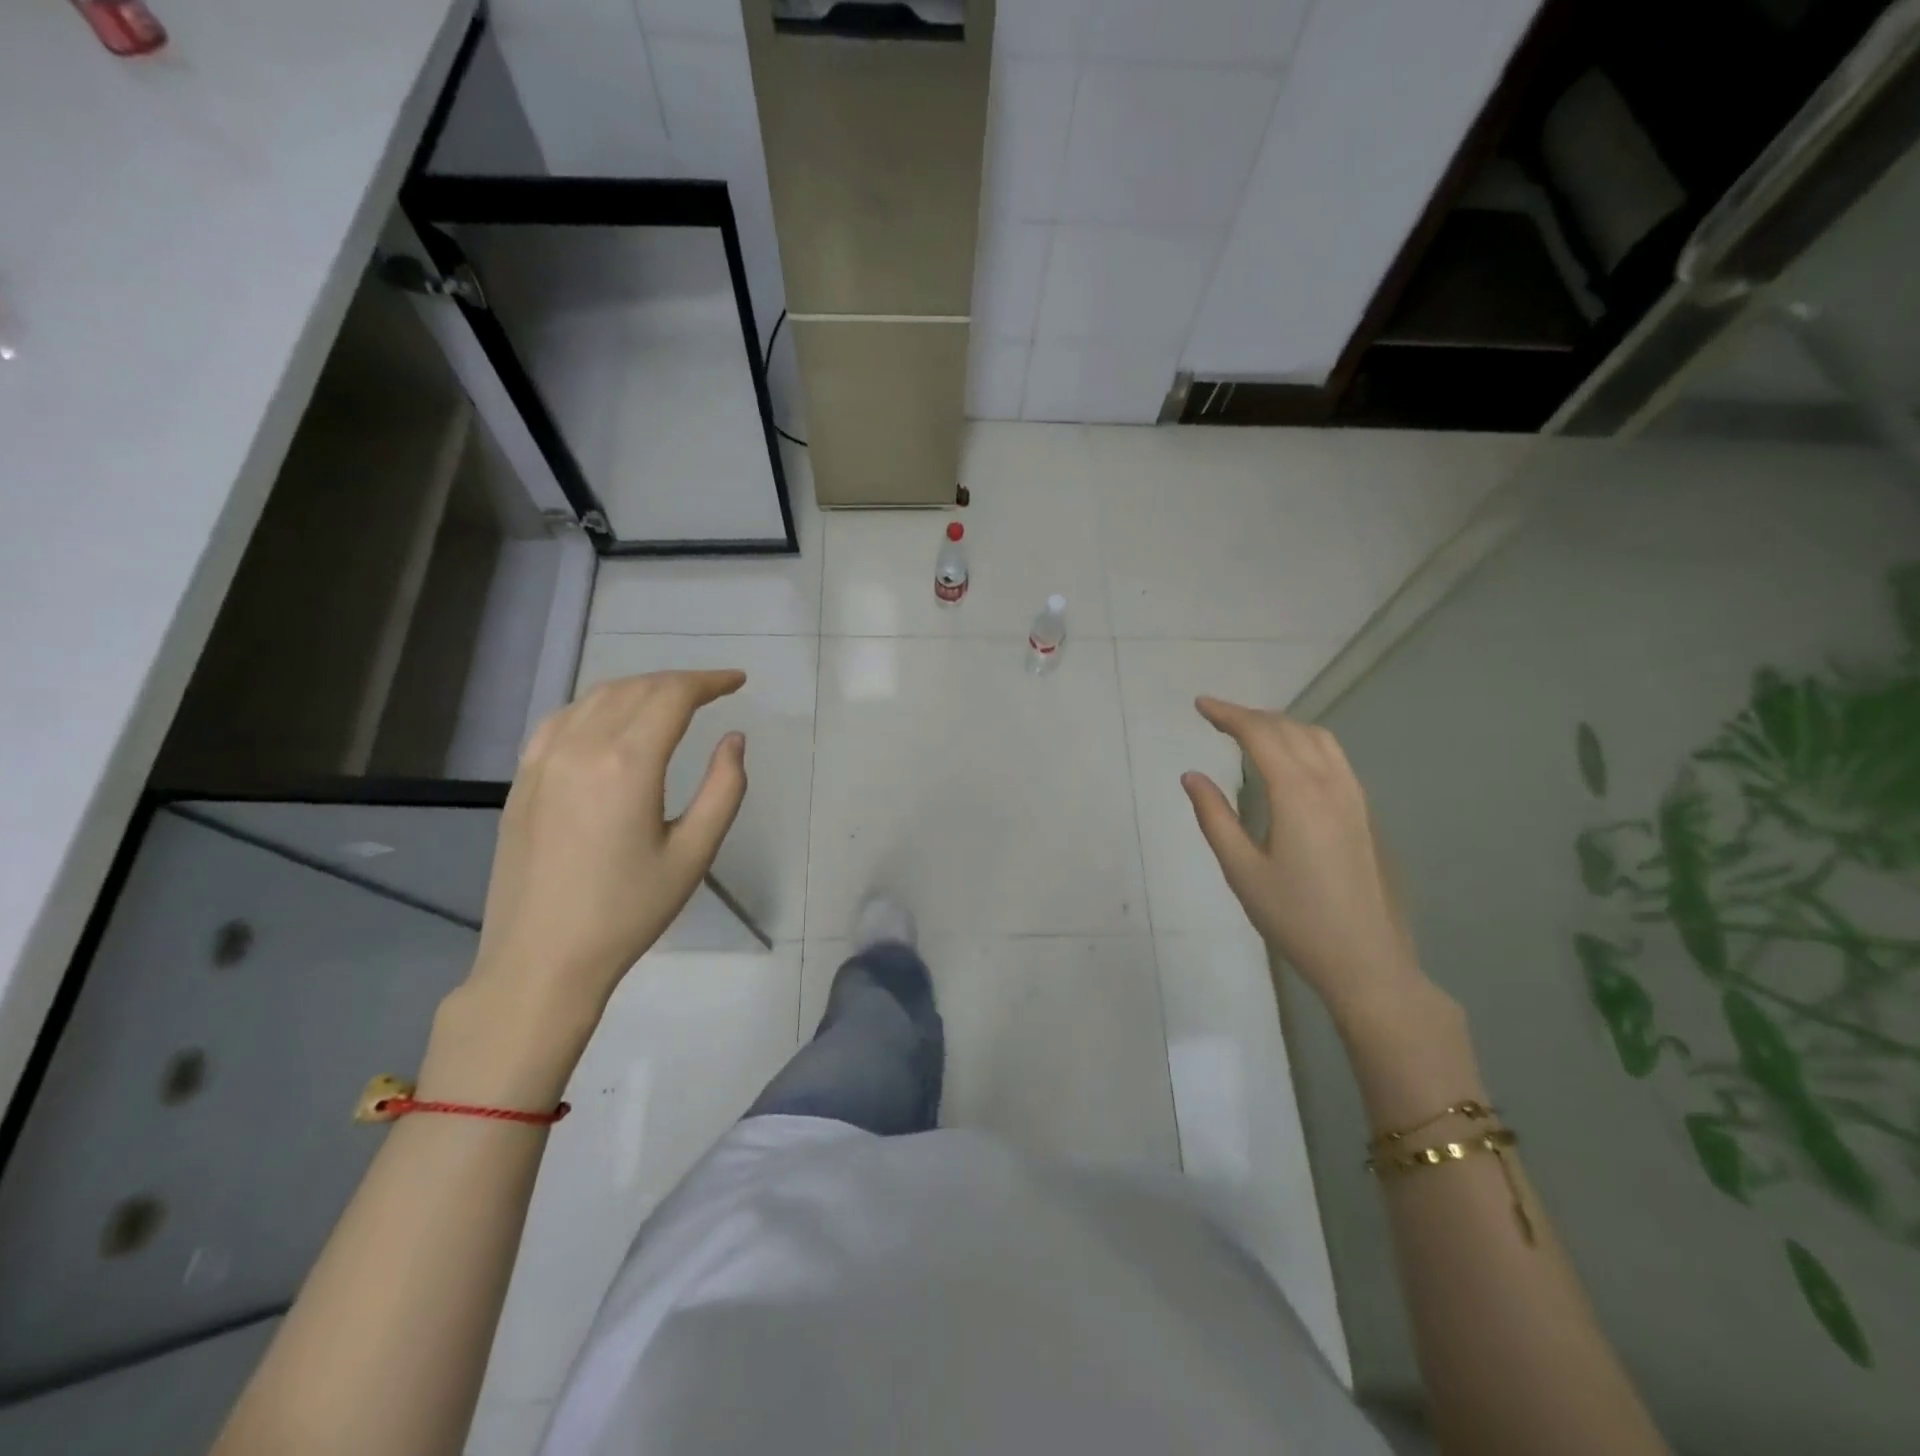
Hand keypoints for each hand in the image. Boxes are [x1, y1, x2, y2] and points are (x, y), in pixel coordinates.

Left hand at [468, 670, 748, 1016]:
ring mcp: (543, 760)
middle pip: (635, 689)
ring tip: (670, 701)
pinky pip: (561, 719)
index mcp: (628, 764)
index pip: (672, 696)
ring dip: (639, 688)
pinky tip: (610, 721)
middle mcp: (581, 747)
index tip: (737, 682)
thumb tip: (733, 740)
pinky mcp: (522, 779)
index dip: (709, 681)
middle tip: (713, 691)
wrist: (542, 959)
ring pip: (596, 697)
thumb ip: (723, 789)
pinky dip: (596, 706)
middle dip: (679, 682)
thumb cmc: (628, 911)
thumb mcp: (694, 853)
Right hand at [1182, 699, 1426, 1018]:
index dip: (1229, 714)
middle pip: (1290, 729)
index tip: (1200, 706)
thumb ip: (1214, 817)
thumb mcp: (1241, 870)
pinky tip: (1291, 760)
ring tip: (1250, 730)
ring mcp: (1354, 797)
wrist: (1365, 959)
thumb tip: (1192, 776)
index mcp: (1297, 794)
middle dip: (1251, 716)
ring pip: (1319, 738)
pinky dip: (1305, 741)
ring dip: (1281, 724)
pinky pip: (1334, 757)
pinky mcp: (1364, 812)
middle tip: (1216, 717)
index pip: (1261, 735)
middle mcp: (1330, 784)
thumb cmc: (1295, 918)